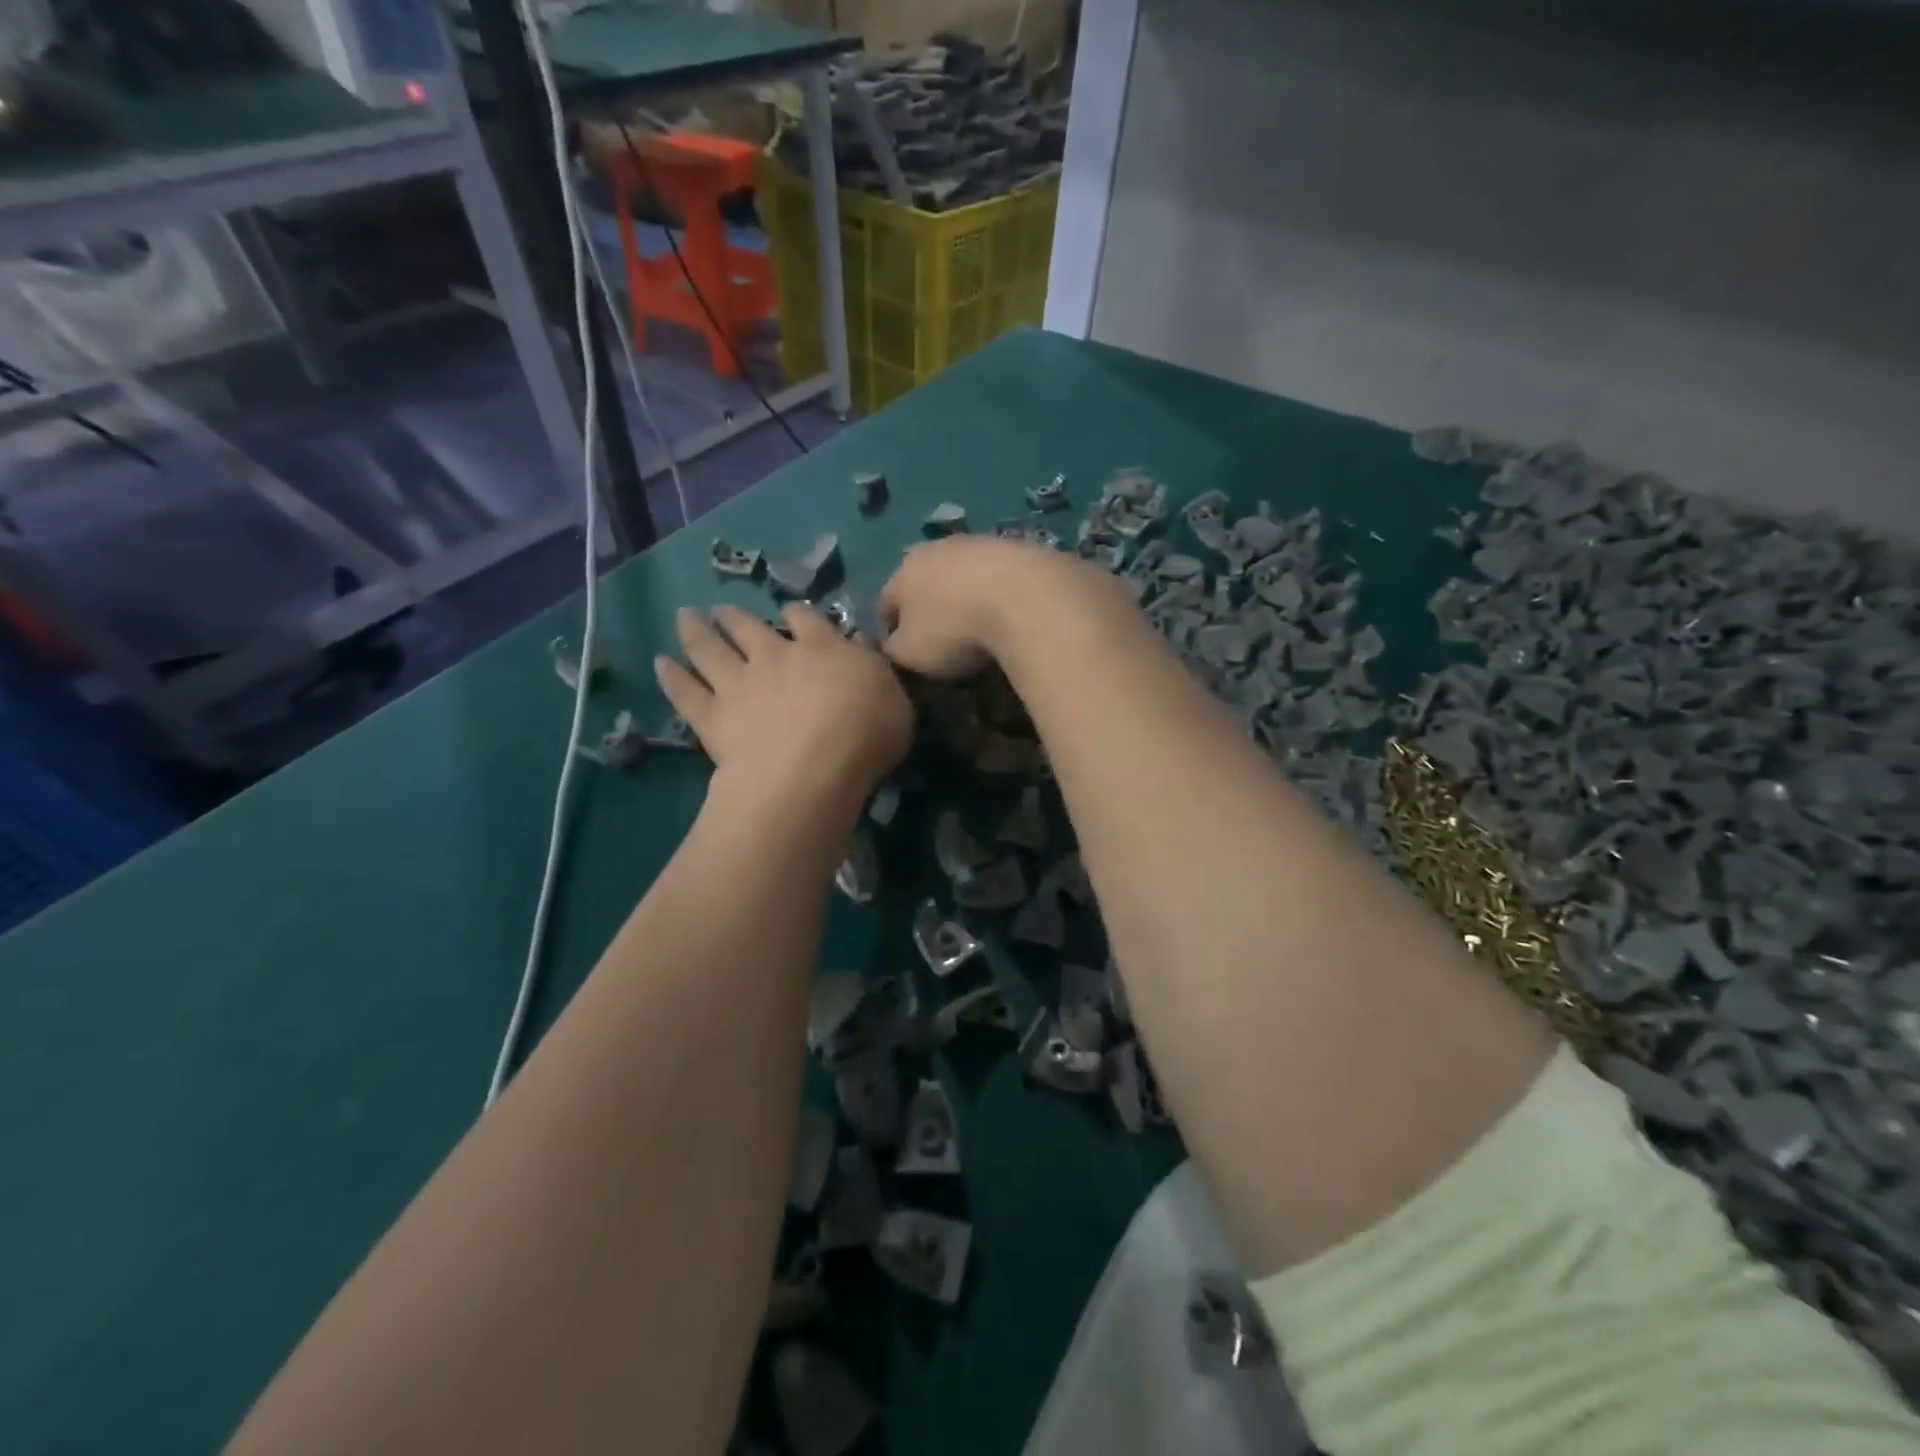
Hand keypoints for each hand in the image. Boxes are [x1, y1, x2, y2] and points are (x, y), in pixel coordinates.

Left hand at [655, 605, 912, 812]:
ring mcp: (738, 683)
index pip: (806, 619)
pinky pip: (686, 691)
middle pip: (749, 627)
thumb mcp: (894, 699)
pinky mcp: (711, 716)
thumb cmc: (865, 735)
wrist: (811, 769)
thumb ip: (875, 672)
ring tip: (687, 618)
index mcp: (822, 648)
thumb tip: (862, 649)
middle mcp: (774, 656)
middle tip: (723, 610)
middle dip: (736, 616)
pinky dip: (672, 677)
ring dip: (698, 631)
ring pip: (710, 649)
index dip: (797, 613)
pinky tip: (661, 664)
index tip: (790, 611)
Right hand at [879, 536, 1126, 679]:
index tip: (906, 654)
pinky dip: (1001, 594)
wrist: (1026, 598)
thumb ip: (894, 650)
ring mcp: (982, 543)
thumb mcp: (911, 654)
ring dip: (967, 597)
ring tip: (981, 628)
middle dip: (930, 608)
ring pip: (965, 575)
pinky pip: (1001, 577)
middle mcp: (938, 547)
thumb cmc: (955, 629)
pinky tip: (1012, 615)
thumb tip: (895, 646)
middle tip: (944, 640)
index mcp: (905, 570)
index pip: (886, 602)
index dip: (892, 630)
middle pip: (926, 581)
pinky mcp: (1021, 548)